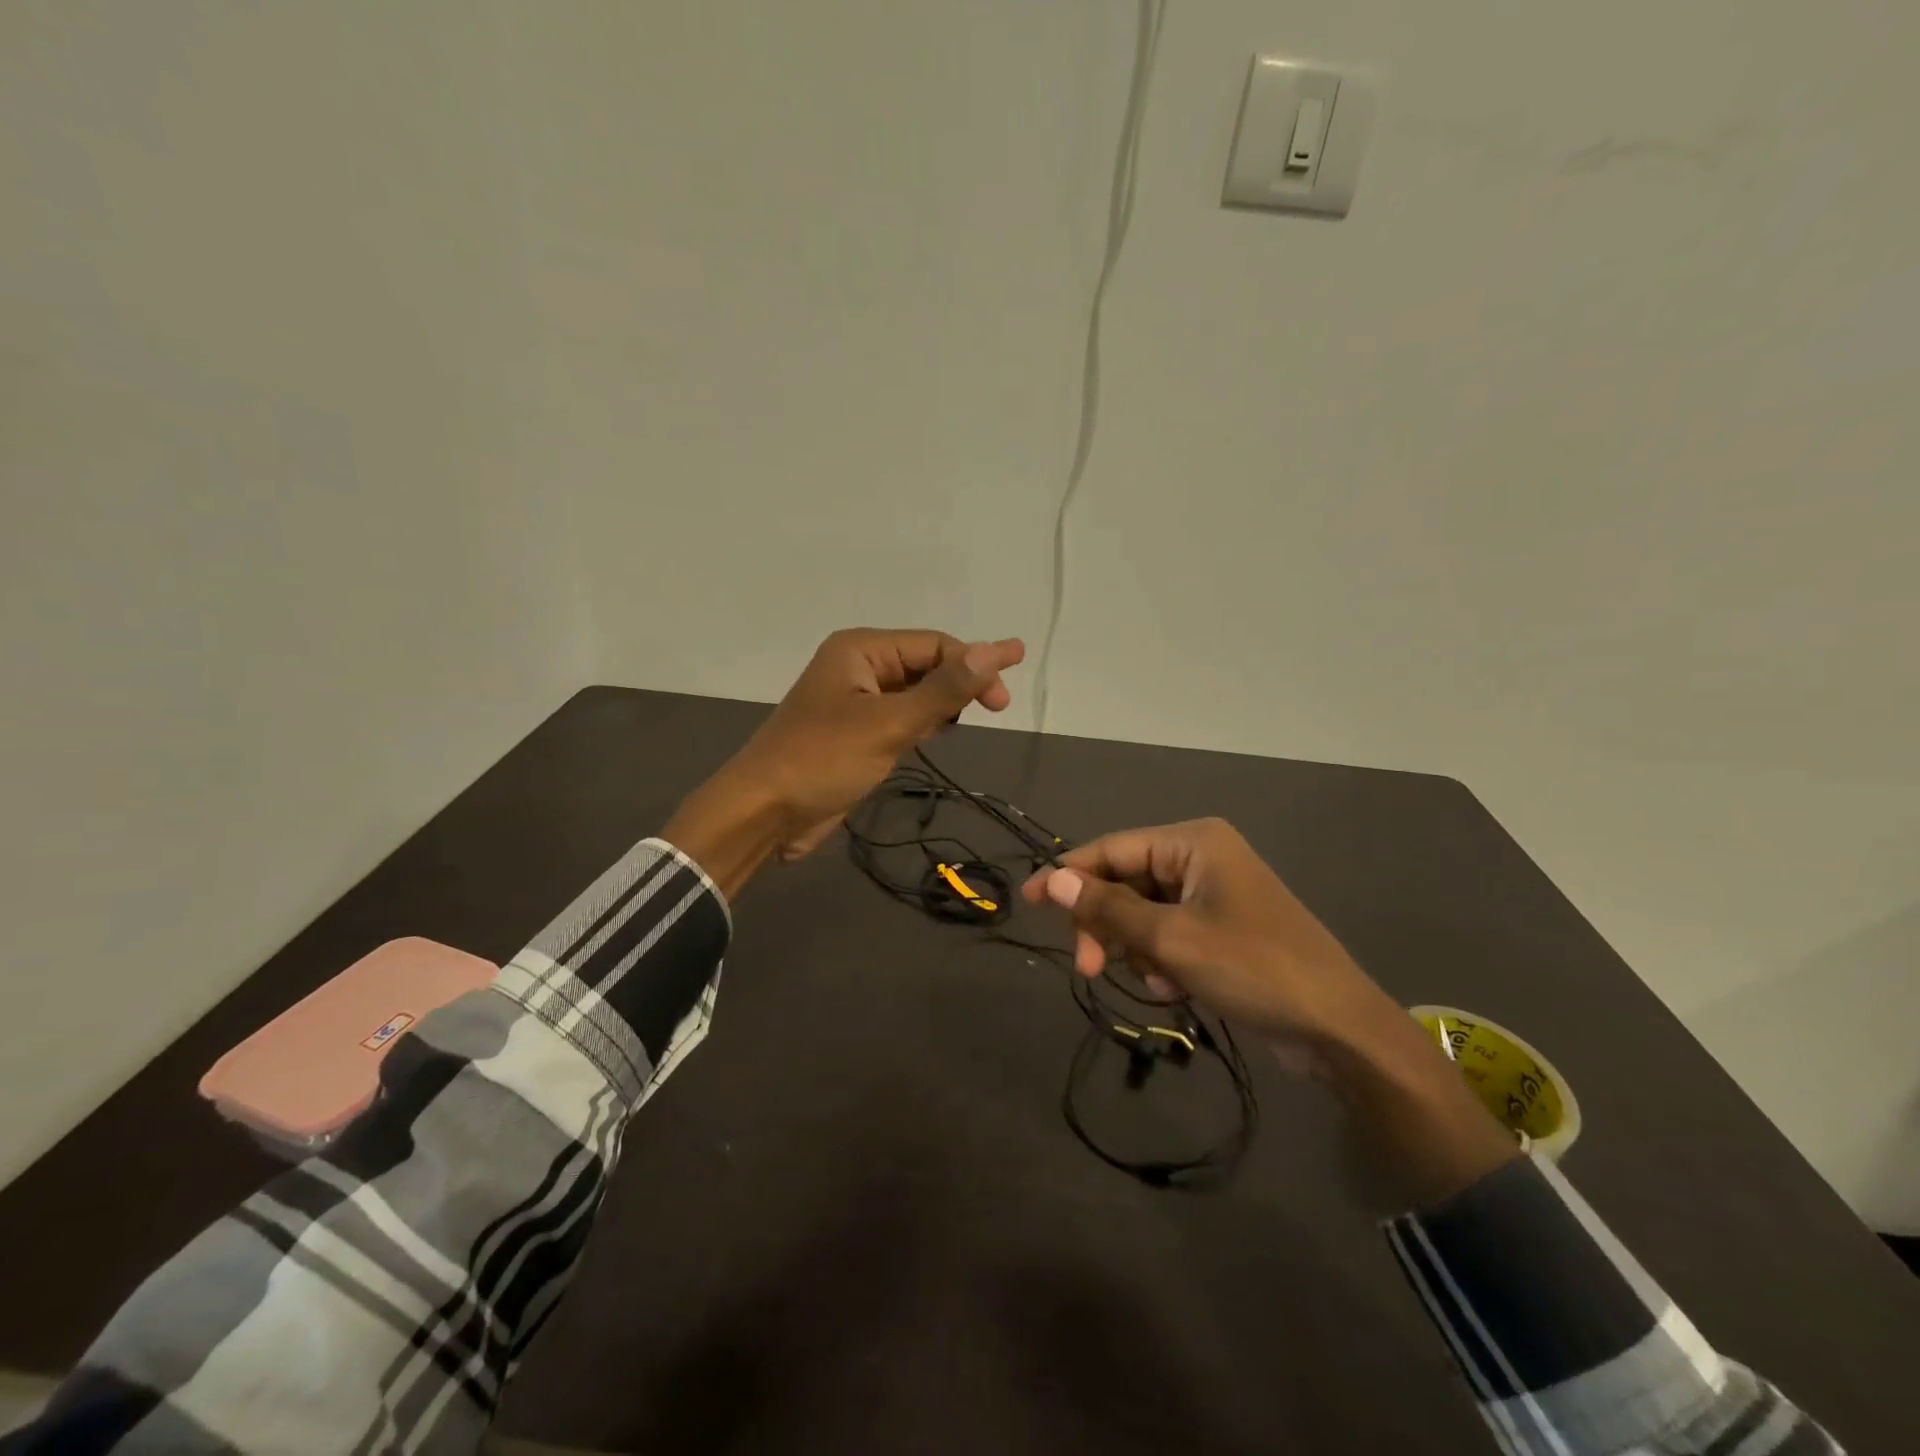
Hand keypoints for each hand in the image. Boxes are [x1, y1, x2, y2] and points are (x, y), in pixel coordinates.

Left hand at [666, 629, 1023, 895]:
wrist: (764, 812)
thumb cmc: (823, 760)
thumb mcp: (889, 724)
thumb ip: (943, 690)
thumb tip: (994, 652)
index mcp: (860, 650)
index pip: (933, 645)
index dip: (975, 664)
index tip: (1005, 698)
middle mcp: (858, 667)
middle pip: (925, 664)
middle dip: (961, 681)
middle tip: (999, 708)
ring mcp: (854, 701)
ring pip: (914, 692)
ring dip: (943, 702)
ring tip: (972, 716)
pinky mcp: (854, 733)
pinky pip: (900, 716)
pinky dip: (923, 721)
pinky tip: (940, 731)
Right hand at [1022, 818, 1518, 1203]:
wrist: (1339, 1028)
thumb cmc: (1254, 969)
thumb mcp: (1171, 939)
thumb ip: (1107, 907)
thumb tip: (1049, 879)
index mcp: (1193, 842)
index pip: (1112, 848)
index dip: (1067, 875)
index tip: (1028, 902)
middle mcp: (1202, 857)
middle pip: (1126, 882)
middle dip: (1107, 925)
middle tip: (1086, 968)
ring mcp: (1215, 894)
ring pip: (1145, 913)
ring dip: (1137, 949)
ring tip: (1157, 983)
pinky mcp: (1223, 928)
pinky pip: (1170, 934)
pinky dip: (1163, 961)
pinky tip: (1177, 990)